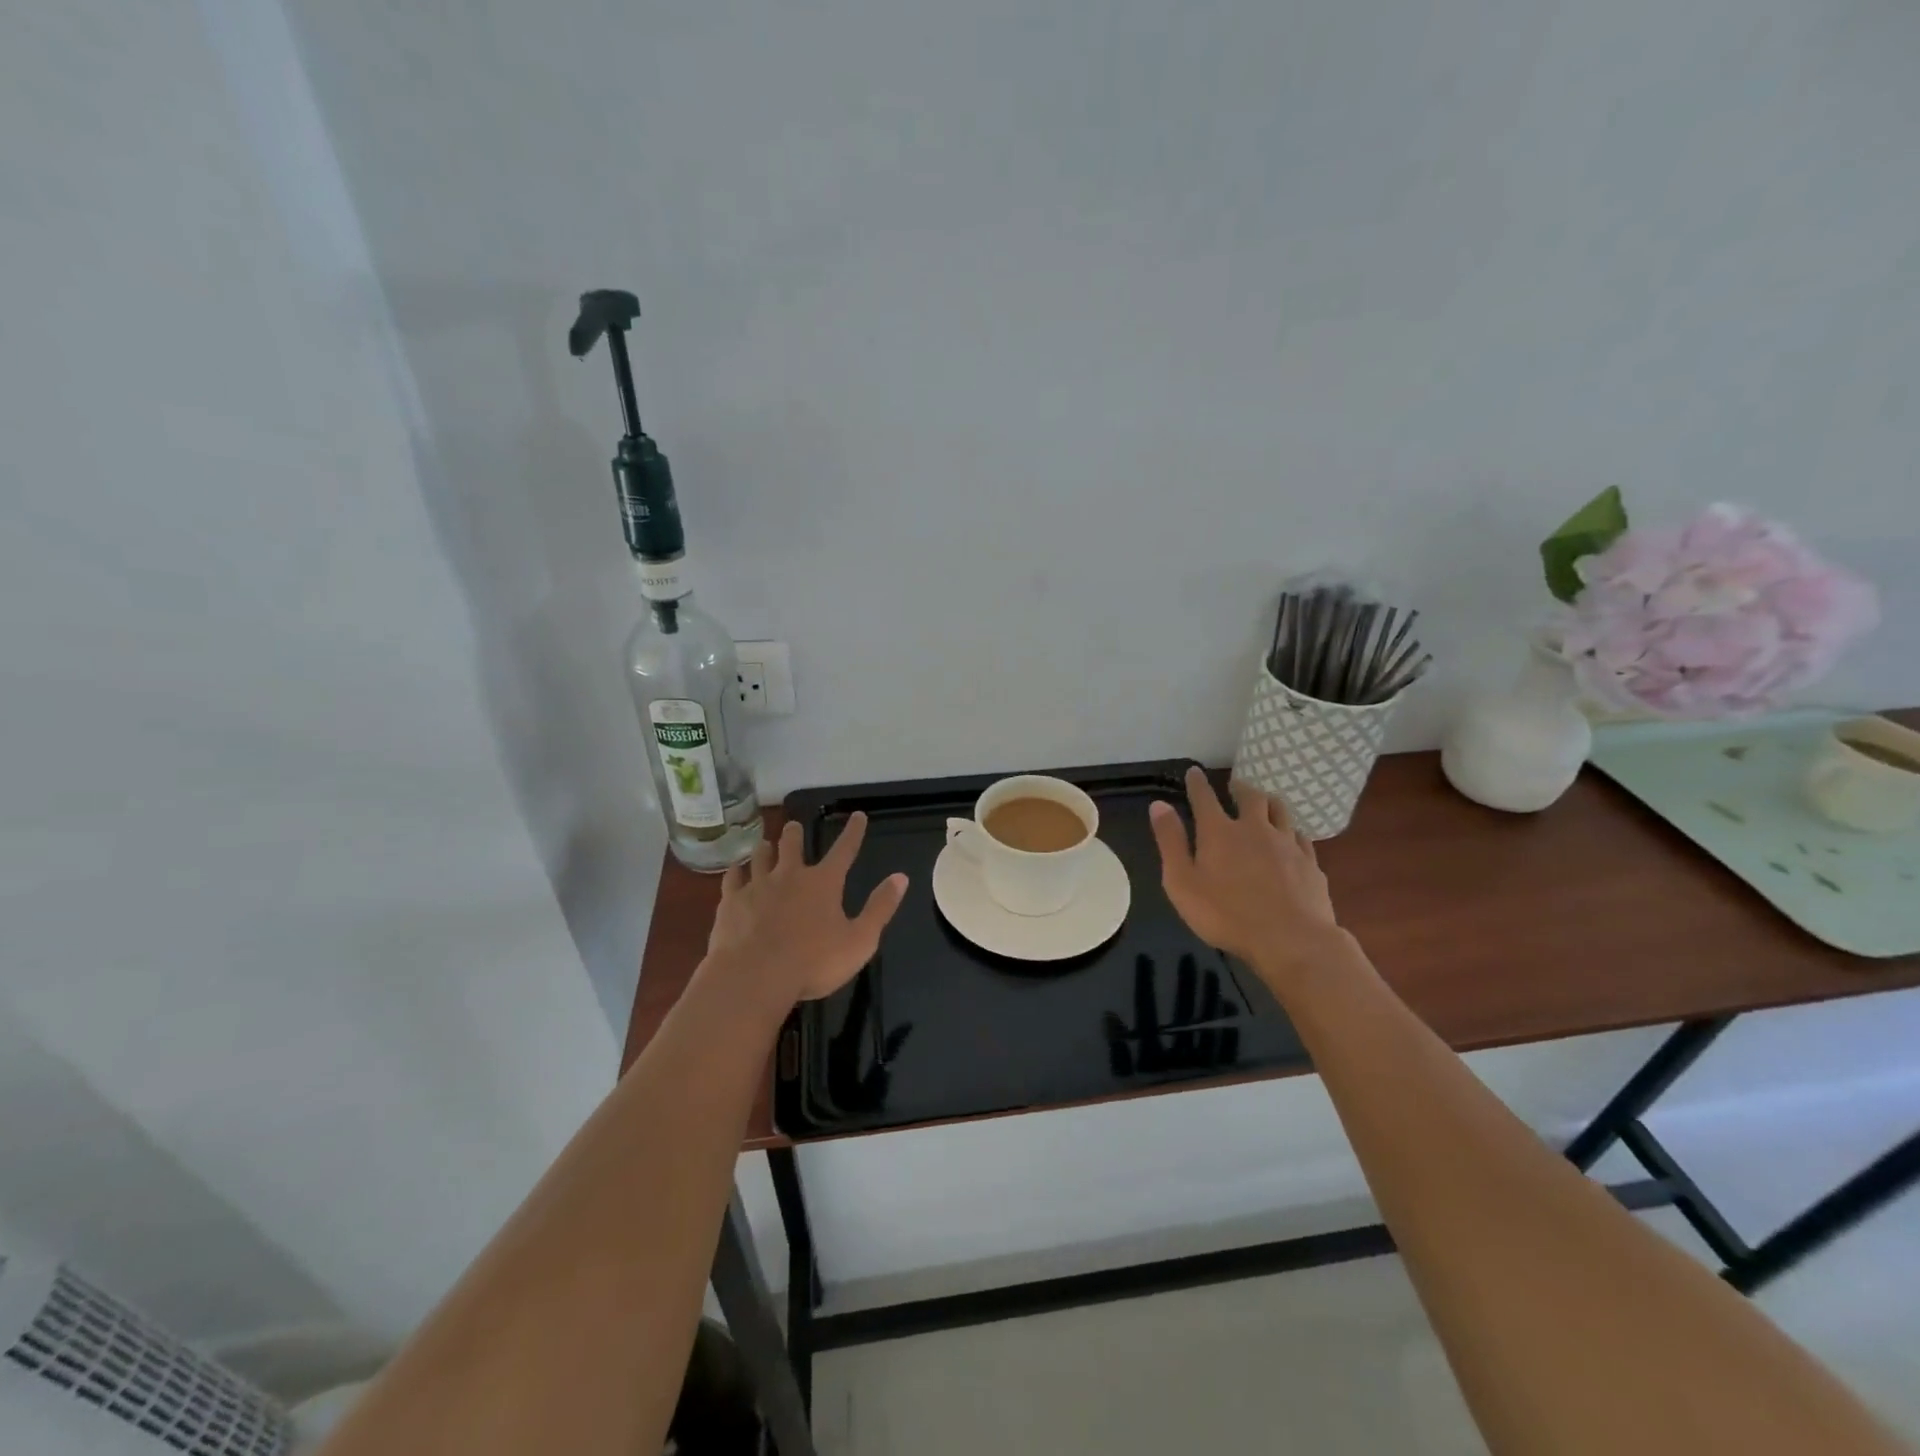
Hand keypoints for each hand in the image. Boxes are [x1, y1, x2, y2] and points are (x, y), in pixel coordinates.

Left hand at [704, 813, 908, 1006]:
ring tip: (764, 844)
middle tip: (794, 826)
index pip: (844, 850)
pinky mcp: (731, 903)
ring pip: (760, 857)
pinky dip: (736, 872)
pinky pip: (733, 879)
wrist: (754, 977)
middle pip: (792, 845)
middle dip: (795, 834)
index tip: (857, 815)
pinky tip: (735, 871)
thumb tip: (901, 877)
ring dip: (765, 849)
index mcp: (824, 883)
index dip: (854, 832)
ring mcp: (757, 886)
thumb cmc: (813, 962)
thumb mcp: (860, 940)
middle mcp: (790, 876)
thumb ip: (880, 908)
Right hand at [1149, 767, 1340, 987]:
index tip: (1194, 771)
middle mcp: (1255, 828)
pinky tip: (1291, 838)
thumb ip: (1170, 842)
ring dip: (1269, 802)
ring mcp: (1287, 844)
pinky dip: (1291, 831)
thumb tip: (1159, 805)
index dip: (1197, 783)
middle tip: (1235, 786)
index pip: (1205, 797)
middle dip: (1239, 788)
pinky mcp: (1310, 863)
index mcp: (1219, 832)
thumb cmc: (1226, 915)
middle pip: (1250, 796)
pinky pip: (1301, 837)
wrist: (1291, 940)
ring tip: (1264, 803)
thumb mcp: (1182, 882)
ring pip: (1280, 811)